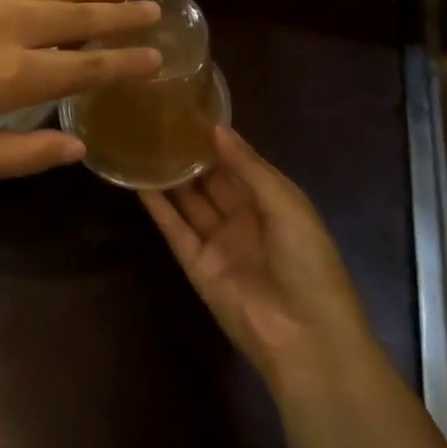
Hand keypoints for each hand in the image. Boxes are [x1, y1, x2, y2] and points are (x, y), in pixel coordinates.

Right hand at [144, 124, 372, 395]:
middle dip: (190, 153)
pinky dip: (157, 206)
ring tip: (143, 142)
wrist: (305, 338)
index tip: (189, 109)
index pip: (240, 162)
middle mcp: (244, 218)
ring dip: (170, 175)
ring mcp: (219, 242)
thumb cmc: (308, 261)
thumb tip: (215, 128)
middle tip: (158, 120)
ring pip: (189, 200)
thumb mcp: (285, 204)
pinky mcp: (197, 265)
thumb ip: (247, 166)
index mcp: (273, 201)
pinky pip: (174, 229)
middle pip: (211, 179)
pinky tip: (138, 180)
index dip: (217, 139)